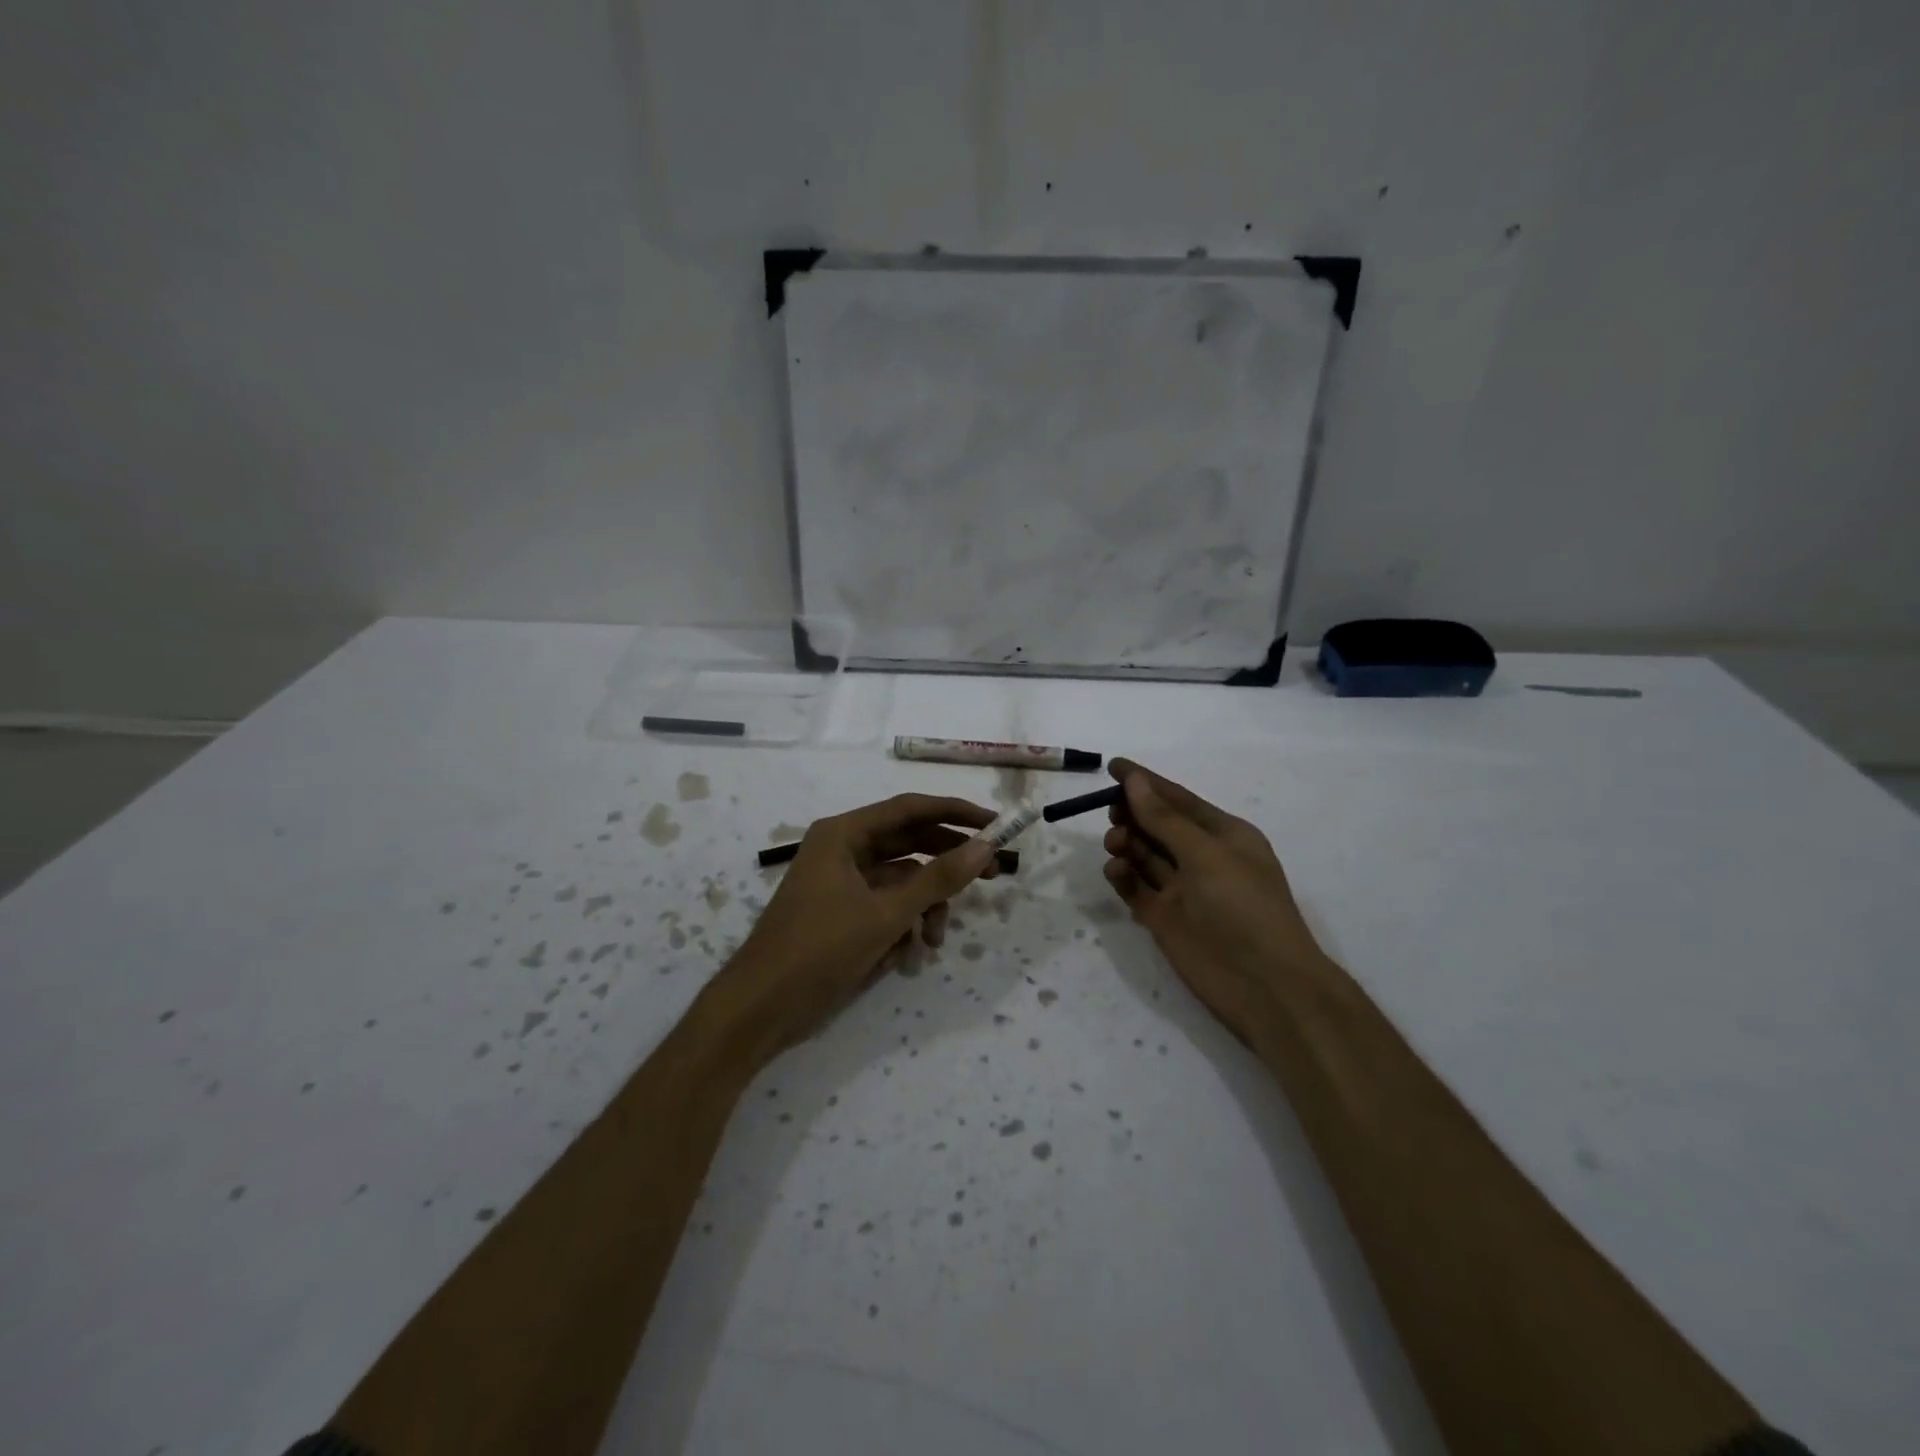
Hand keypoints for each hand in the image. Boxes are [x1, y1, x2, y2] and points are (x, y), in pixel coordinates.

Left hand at [717, 794, 998, 1054]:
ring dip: (925, 907)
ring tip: (934, 940)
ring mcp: (842, 883)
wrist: (760, 1009)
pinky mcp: (843, 914)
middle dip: (948, 864)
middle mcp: (843, 850)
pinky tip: (907, 956)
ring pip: (902, 881)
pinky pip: (886, 907)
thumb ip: (938, 879)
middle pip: (909, 844)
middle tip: (993, 874)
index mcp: (844, 834)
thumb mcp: (886, 914)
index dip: (955, 813)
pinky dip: (902, 926)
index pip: (910, 809)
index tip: (995, 824)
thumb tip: (986, 847)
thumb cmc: (819, 949)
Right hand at [1102, 759, 1327, 1047]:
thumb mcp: (1206, 854)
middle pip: (1157, 825)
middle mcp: (1202, 858)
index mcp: (1224, 835)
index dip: (1146, 782)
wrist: (1264, 985)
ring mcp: (1182, 889)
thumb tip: (1134, 781)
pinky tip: (1116, 871)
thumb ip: (1164, 819)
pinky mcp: (1164, 917)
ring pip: (1143, 854)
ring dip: (1126, 843)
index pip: (1178, 799)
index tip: (1111, 767)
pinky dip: (1122, 876)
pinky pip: (1135, 887)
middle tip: (1111, 813)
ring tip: (1116, 845)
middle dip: (1133, 814)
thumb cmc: (1243, 907)